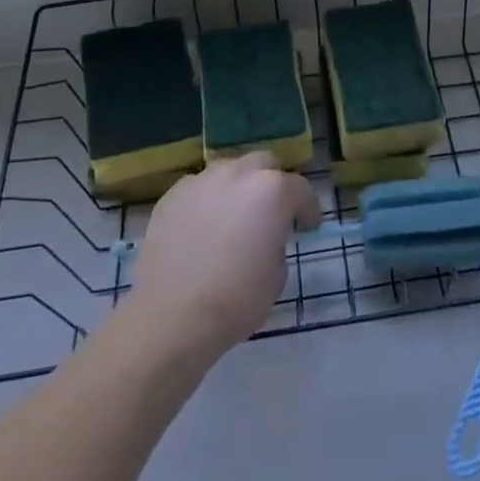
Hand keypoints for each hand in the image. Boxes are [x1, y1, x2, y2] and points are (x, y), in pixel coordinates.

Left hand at [126, 153, 320, 359]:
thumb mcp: (277, 275)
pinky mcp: (173, 195)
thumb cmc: (236, 299)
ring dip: (239, 188)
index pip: (301, 189)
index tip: (307, 228)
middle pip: (265, 164)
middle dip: (273, 185)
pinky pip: (200, 189)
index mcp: (272, 190)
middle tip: (270, 215)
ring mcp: (202, 180)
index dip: (308, 210)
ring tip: (233, 219)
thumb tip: (266, 236)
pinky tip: (203, 229)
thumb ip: (277, 241)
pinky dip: (208, 201)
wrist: (171, 316)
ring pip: (230, 171)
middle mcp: (238, 173)